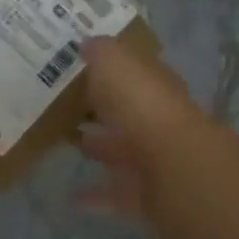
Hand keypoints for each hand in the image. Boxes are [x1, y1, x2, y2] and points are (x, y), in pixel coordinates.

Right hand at [76, 36, 209, 221]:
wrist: (174, 167)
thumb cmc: (142, 106)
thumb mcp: (115, 63)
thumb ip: (101, 52)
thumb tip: (87, 42)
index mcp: (155, 86)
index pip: (135, 72)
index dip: (110, 69)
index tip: (78, 68)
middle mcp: (160, 120)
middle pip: (128, 113)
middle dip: (102, 110)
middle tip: (64, 106)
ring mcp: (157, 159)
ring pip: (124, 151)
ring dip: (99, 149)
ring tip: (65, 144)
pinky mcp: (149, 195)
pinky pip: (117, 192)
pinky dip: (96, 195)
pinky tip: (71, 196)